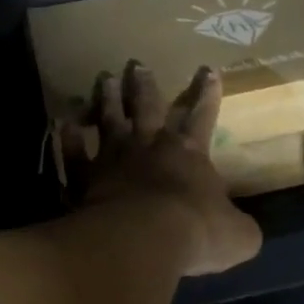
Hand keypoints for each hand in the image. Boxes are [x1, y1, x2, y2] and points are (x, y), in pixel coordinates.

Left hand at [61, 61, 262, 276]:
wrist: (142, 240)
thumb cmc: (196, 233)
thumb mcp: (237, 236)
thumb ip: (239, 227)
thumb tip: (243, 230)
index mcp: (189, 153)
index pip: (202, 115)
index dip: (207, 93)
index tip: (207, 69)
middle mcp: (149, 146)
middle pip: (147, 106)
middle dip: (145, 85)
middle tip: (137, 63)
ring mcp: (113, 158)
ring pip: (109, 119)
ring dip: (107, 98)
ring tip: (104, 77)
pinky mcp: (85, 177)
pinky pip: (74, 153)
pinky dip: (68, 137)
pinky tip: (61, 122)